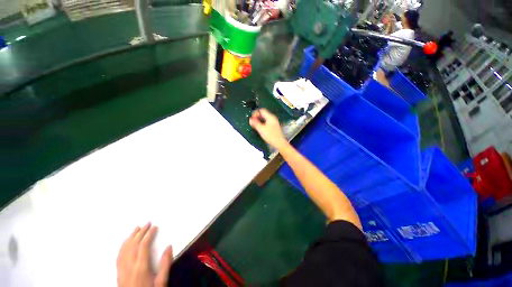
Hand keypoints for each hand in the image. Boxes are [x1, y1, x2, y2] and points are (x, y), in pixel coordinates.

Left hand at [117, 222, 173, 286]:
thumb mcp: (161, 281)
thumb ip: (165, 264)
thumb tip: (169, 246)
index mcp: (141, 267)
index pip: (143, 245)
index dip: (149, 234)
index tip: (154, 226)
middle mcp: (129, 266)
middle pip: (133, 244)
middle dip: (140, 232)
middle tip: (147, 223)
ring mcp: (122, 269)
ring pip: (124, 249)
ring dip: (130, 237)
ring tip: (136, 228)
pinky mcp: (118, 272)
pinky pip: (119, 256)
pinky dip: (123, 246)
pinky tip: (126, 242)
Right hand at [249, 109, 287, 149]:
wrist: (279, 143)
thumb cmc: (271, 136)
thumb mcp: (261, 129)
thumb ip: (255, 123)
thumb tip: (250, 119)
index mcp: (270, 117)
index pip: (262, 110)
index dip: (255, 113)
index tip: (252, 118)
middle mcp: (272, 118)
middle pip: (263, 114)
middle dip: (257, 117)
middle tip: (252, 122)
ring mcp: (273, 123)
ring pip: (264, 119)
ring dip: (259, 121)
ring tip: (255, 125)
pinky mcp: (273, 127)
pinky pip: (266, 122)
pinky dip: (262, 124)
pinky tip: (259, 128)